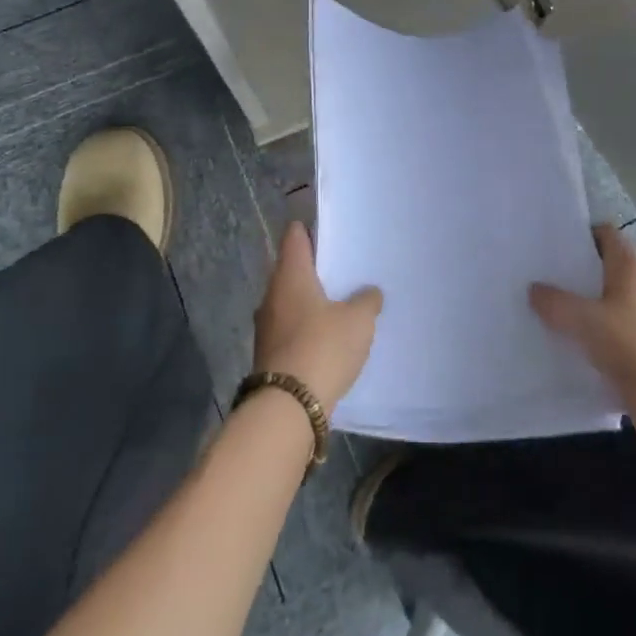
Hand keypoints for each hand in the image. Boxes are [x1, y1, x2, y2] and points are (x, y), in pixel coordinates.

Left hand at [253, 222, 382, 407]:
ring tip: (339, 304)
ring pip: (289, 300)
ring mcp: (266, 325)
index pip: (294, 236)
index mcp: (291, 274)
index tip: (330, 231)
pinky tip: (327, 337)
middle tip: (343, 269)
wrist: (288, 407)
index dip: (310, 229)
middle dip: (314, 268)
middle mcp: (272, 294)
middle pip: (291, 269)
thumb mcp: (359, 320)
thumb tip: (369, 292)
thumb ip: (367, 300)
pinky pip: (289, 327)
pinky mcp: (268, 353)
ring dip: (309, 300)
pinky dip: (306, 326)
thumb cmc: (323, 347)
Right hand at [530, 224, 635, 440]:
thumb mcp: (586, 320)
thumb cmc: (634, 346)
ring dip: (579, 306)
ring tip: (542, 309)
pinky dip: (587, 336)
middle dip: (573, 270)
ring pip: (603, 303)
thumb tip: (533, 289)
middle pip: (602, 269)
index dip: (583, 232)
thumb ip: (556, 303)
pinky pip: (606, 334)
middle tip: (538, 274)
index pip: (607, 235)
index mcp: (629, 270)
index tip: (552, 240)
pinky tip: (562, 344)